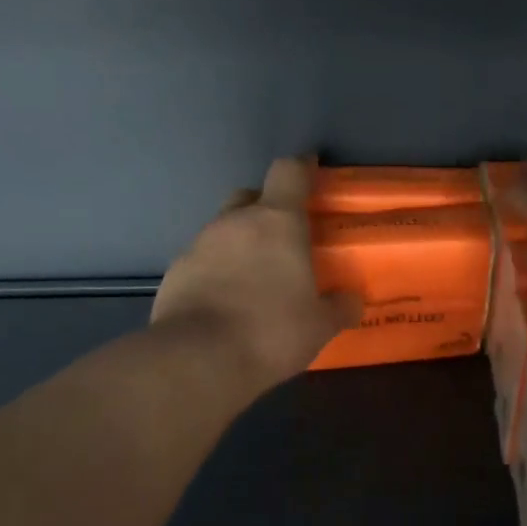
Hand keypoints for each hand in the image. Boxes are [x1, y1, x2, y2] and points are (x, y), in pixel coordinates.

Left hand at [153, 157, 360, 388]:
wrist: (198, 359)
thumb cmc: (271, 331)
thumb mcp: (319, 326)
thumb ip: (339, 307)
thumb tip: (351, 301)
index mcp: (276, 221)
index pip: (288, 171)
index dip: (301, 166)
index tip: (311, 168)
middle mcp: (235, 222)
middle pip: (250, 195)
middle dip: (266, 208)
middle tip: (282, 236)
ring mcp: (199, 244)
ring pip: (223, 229)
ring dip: (239, 242)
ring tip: (253, 277)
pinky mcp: (175, 271)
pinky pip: (202, 259)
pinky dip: (215, 270)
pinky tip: (224, 300)